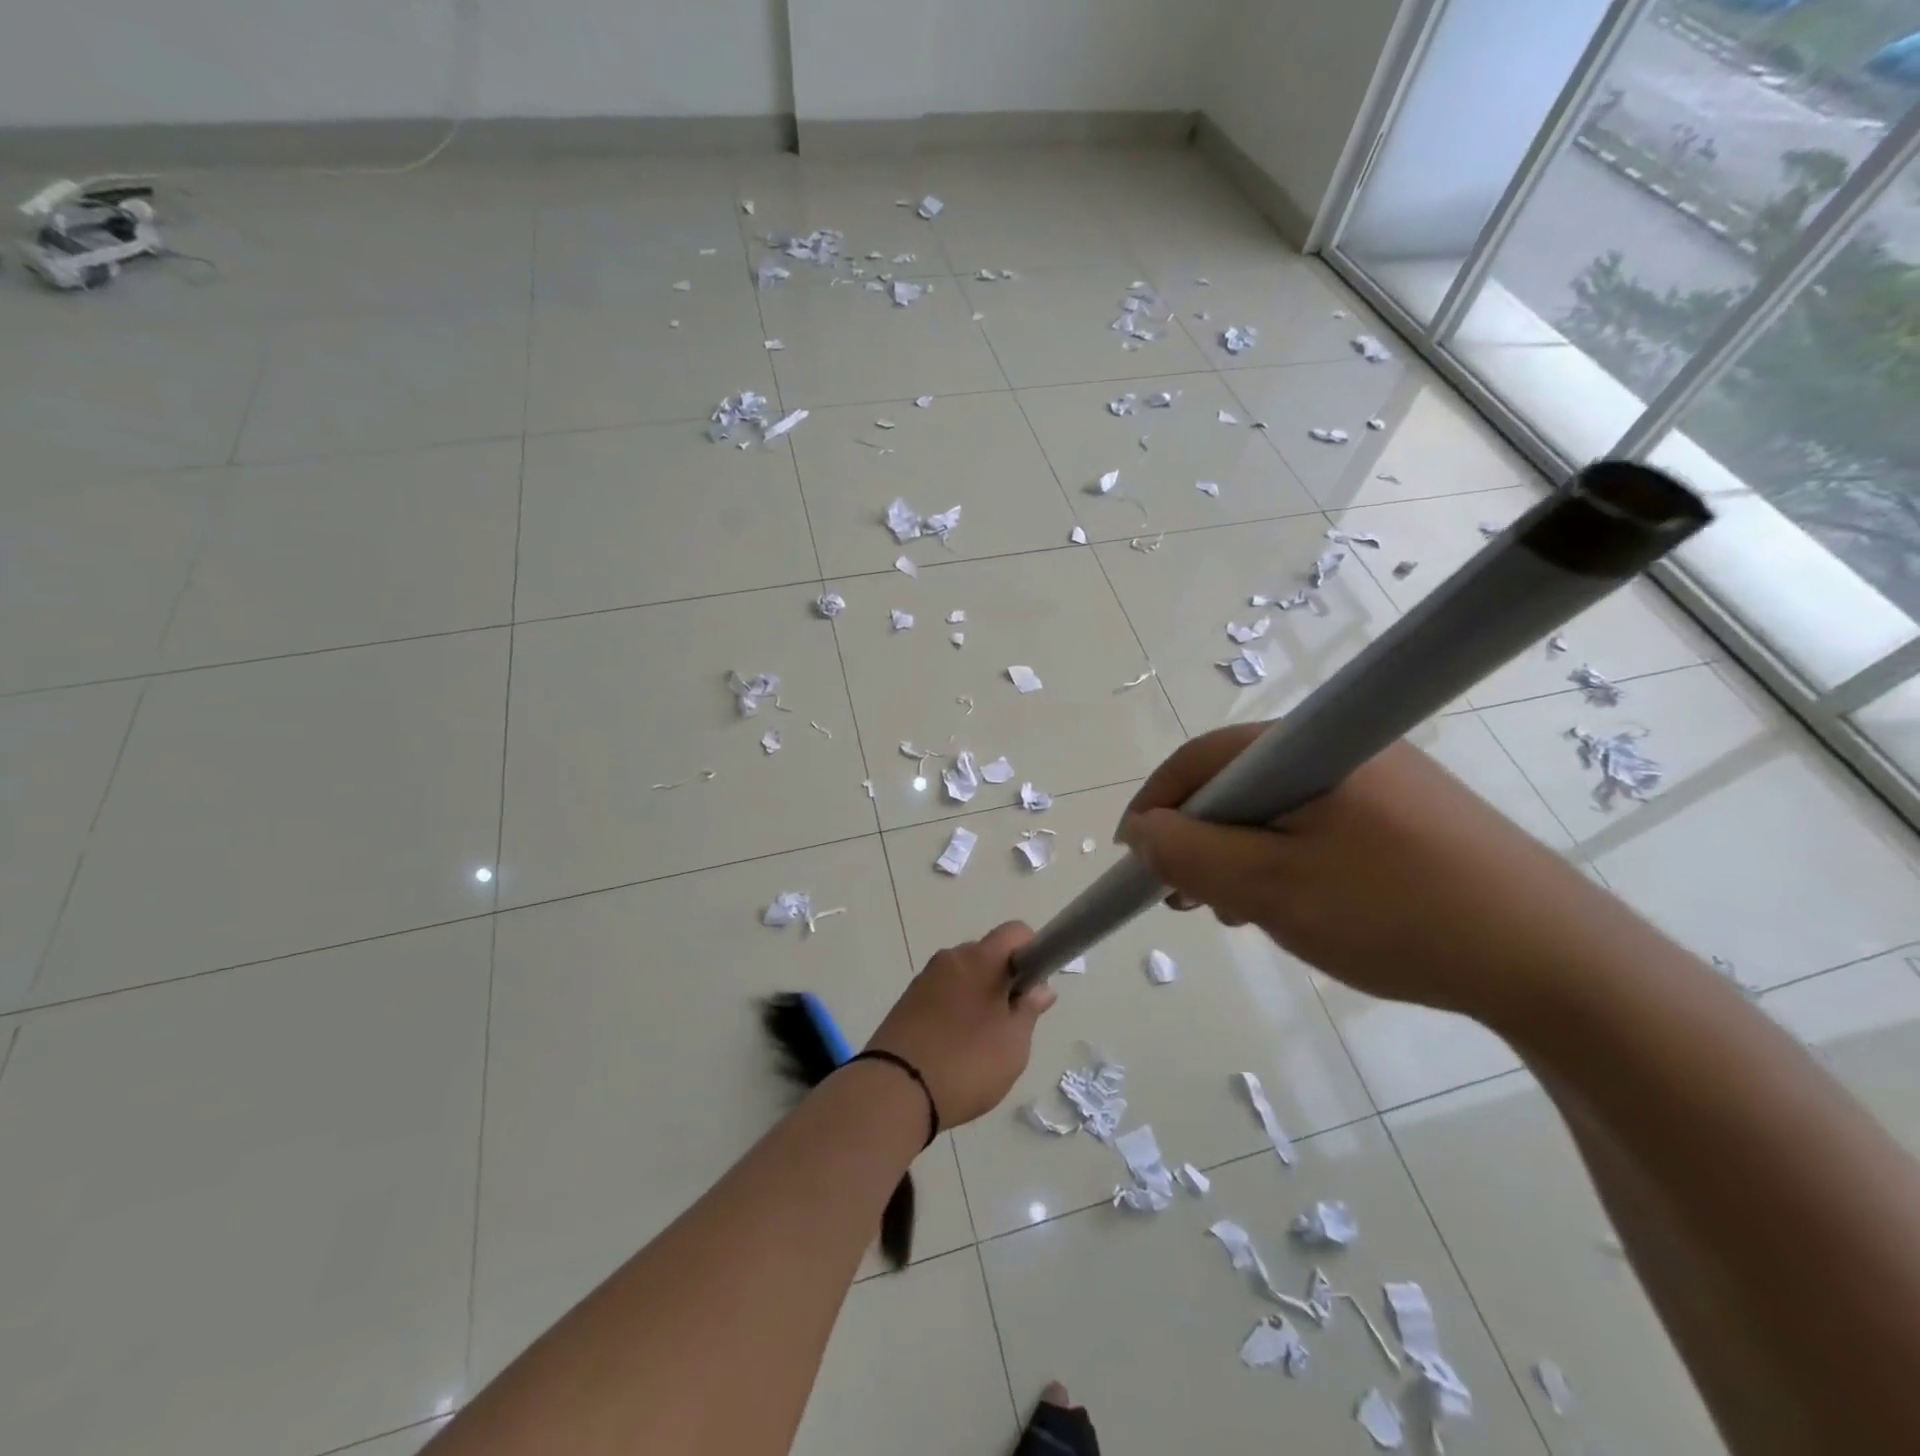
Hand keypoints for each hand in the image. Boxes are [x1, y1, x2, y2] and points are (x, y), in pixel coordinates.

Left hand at [866, 922, 1056, 1128]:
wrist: (894, 1090)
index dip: (1032, 953)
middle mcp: (950, 958)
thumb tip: (1040, 987)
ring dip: (978, 997)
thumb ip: (1029, 1010)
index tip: (1032, 988)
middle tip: (1010, 1023)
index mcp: (980, 959)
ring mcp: (925, 979)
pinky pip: (942, 994)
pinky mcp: (907, 1001)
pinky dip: (954, 1010)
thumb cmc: (966, 1062)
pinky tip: (953, 1047)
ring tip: (980, 1043)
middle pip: (988, 954)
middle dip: (1004, 980)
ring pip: (964, 976)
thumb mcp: (1013, 1044)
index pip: (1015, 932)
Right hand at [1115, 728, 1623, 1022]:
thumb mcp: (1270, 888)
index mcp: (1308, 748)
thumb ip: (1191, 855)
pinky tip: (1292, 905)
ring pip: (1279, 808)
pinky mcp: (1410, 814)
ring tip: (1235, 912)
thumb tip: (1142, 831)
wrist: (1555, 963)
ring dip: (1241, 855)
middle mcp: (1342, 746)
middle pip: (1239, 783)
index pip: (1202, 759)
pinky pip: (1320, 825)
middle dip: (1199, 838)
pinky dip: (1286, 859)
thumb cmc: (1394, 915)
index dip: (1157, 805)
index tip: (1136, 858)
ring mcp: (1382, 779)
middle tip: (1184, 896)